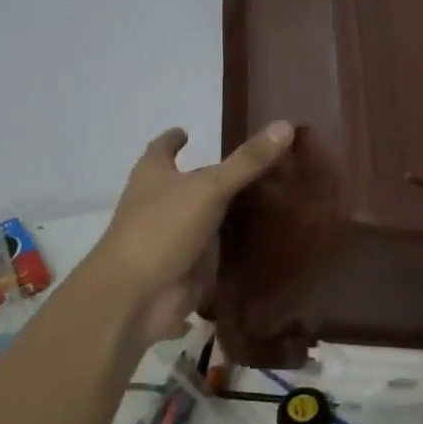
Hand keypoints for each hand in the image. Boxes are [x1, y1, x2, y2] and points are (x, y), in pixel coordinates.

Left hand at [91, 121, 294, 344]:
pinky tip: (263, 242)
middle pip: (187, 185)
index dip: (173, 140)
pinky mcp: (187, 270)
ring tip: (270, 200)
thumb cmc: (162, 229)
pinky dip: (233, 249)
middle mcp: (159, 205)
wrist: (137, 298)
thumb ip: (247, 161)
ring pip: (204, 220)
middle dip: (212, 177)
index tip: (187, 131)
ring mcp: (172, 240)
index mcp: (153, 177)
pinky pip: (215, 254)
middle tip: (253, 165)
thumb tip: (285, 125)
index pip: (161, 149)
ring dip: (226, 214)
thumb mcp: (209, 188)